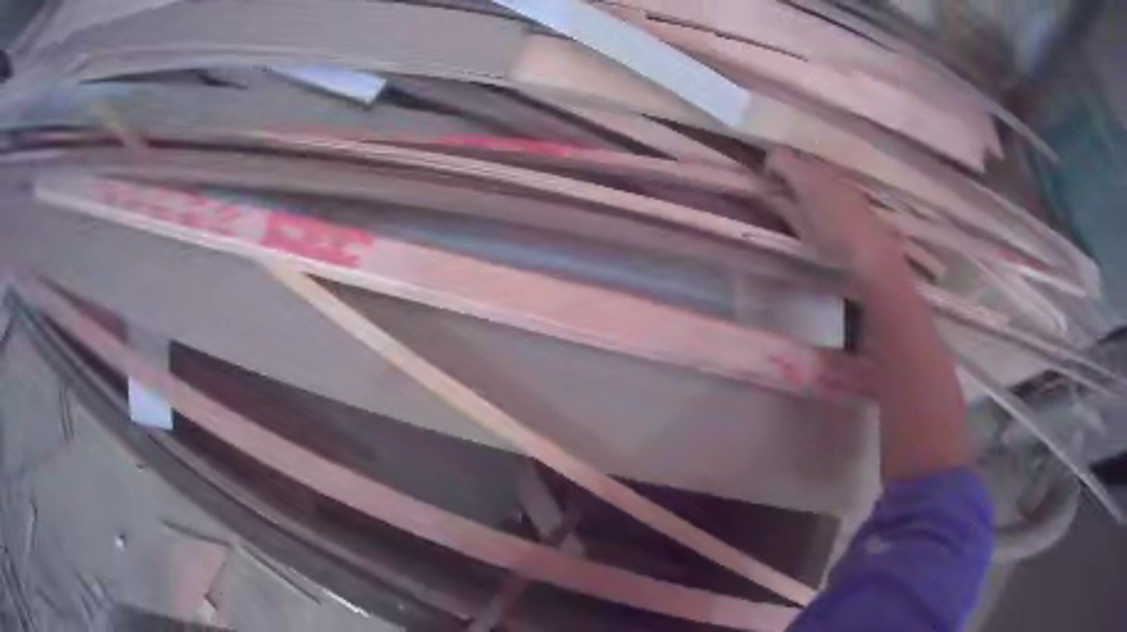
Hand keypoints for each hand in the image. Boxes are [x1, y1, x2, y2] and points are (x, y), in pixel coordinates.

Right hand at [767, 149, 902, 274]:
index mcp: (804, 175)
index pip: (777, 155)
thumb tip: (764, 192)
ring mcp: (839, 176)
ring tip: (805, 208)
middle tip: (784, 200)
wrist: (873, 253)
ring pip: (814, 168)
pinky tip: (826, 213)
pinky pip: (829, 179)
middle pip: (796, 158)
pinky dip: (821, 188)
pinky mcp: (852, 188)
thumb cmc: (831, 243)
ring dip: (805, 181)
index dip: (769, 169)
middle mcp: (821, 168)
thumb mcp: (799, 227)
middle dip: (787, 174)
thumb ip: (780, 205)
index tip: (769, 189)